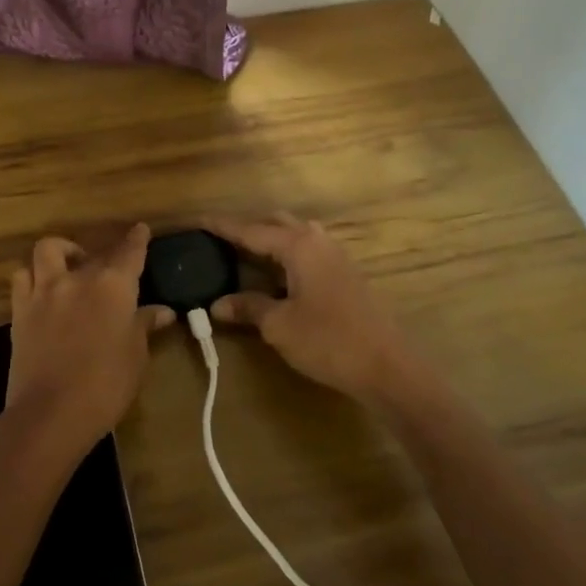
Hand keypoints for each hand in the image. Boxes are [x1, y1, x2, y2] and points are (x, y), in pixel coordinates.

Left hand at [5, 224, 174, 463]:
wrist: (51, 413)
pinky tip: (42, 289)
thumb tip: (163, 311)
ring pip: (48, 250)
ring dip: (61, 252)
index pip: (130, 252)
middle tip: (111, 267)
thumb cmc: (106, 385)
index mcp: (113, 286)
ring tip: (69, 267)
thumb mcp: (136, 356)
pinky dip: (32, 276)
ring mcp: (44, 291)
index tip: (140, 229)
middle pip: (93, 253)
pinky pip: (22, 278)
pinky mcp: (20, 310)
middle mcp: (78, 278)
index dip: (137, 239)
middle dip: (104, 254)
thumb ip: (145, 326)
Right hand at [205, 214, 423, 402]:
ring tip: (243, 254)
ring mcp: (335, 255)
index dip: (222, 226)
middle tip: (219, 239)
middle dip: (247, 228)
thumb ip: (248, 307)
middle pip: (276, 223)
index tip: (198, 219)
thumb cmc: (328, 341)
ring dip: (269, 240)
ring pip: (295, 235)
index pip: (251, 230)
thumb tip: (217, 304)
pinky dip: (285, 254)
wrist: (387, 366)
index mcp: (298, 245)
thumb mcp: (279, 325)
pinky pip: (307, 250)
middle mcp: (317, 241)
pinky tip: (275, 275)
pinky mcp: (345, 273)